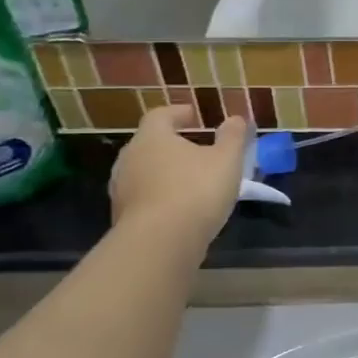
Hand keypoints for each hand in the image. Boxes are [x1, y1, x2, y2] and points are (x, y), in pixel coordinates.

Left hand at [109, 106, 249, 249]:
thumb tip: (235, 118)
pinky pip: (144, 198)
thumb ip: (232, 136)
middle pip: (149, 143)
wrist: (160, 244)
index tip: (194, 116)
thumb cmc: (196, 190)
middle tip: (195, 149)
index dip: (178, 113)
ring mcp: (122, 189)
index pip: (160, 115)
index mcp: (152, 137)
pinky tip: (180, 209)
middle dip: (172, 144)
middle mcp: (130, 158)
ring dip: (165, 173)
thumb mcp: (227, 160)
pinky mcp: (122, 218)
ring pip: (145, 172)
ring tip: (190, 181)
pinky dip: (160, 197)